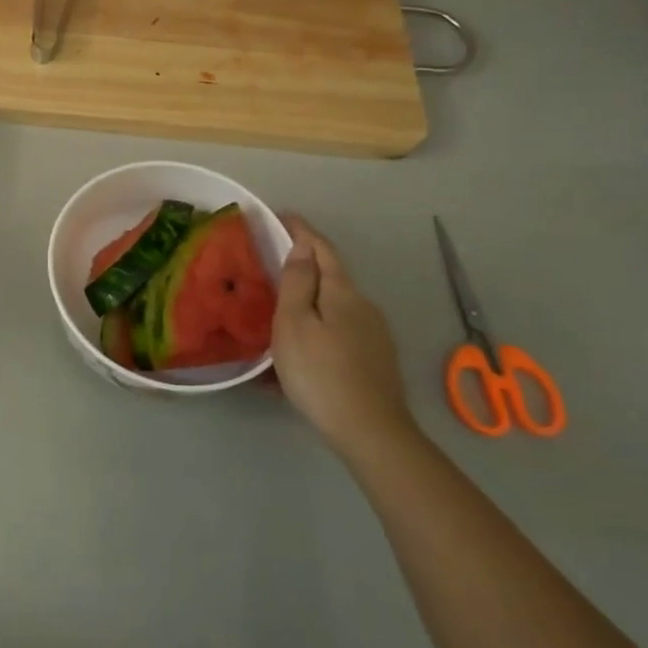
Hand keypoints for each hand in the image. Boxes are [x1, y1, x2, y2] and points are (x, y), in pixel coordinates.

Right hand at [272, 215, 415, 453]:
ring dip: (308, 300)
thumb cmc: (320, 372)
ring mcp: (373, 334)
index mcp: (342, 292)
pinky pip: (339, 331)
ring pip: (334, 305)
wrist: (370, 431)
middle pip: (331, 275)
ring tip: (279, 310)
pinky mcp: (375, 359)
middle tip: (272, 262)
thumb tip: (302, 246)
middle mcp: (363, 306)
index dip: (301, 230)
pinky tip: (300, 351)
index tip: (281, 216)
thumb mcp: (294, 324)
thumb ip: (297, 282)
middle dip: (304, 265)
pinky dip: (317, 327)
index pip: (321, 249)